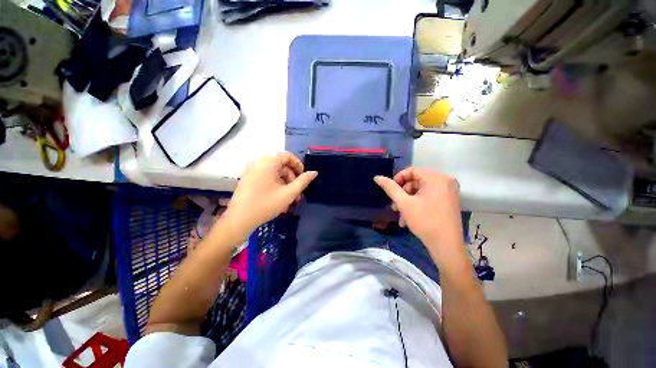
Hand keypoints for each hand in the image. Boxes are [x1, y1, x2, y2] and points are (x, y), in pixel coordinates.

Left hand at [224, 152, 316, 236]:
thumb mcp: (288, 194)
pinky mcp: (248, 178)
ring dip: (285, 183)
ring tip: (289, 198)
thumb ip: (303, 181)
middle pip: (281, 165)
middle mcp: (258, 162)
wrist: (239, 220)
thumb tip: (314, 172)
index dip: (298, 165)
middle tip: (297, 193)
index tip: (304, 177)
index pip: (287, 156)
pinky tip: (279, 197)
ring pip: (274, 172)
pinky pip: (266, 176)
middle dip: (292, 178)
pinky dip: (276, 184)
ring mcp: (251, 170)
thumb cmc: (265, 205)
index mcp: (267, 163)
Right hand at [374, 168, 463, 257]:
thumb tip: (377, 177)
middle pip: (416, 181)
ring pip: (421, 191)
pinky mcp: (449, 201)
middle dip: (402, 194)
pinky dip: (417, 204)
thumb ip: (390, 188)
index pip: (412, 171)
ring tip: (400, 215)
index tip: (390, 191)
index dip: (398, 179)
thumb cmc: (425, 221)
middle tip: (394, 206)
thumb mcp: (404, 203)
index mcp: (436, 179)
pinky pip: (428, 197)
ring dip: (408, 201)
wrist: (446, 246)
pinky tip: (408, 218)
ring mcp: (449, 192)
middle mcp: (445, 181)